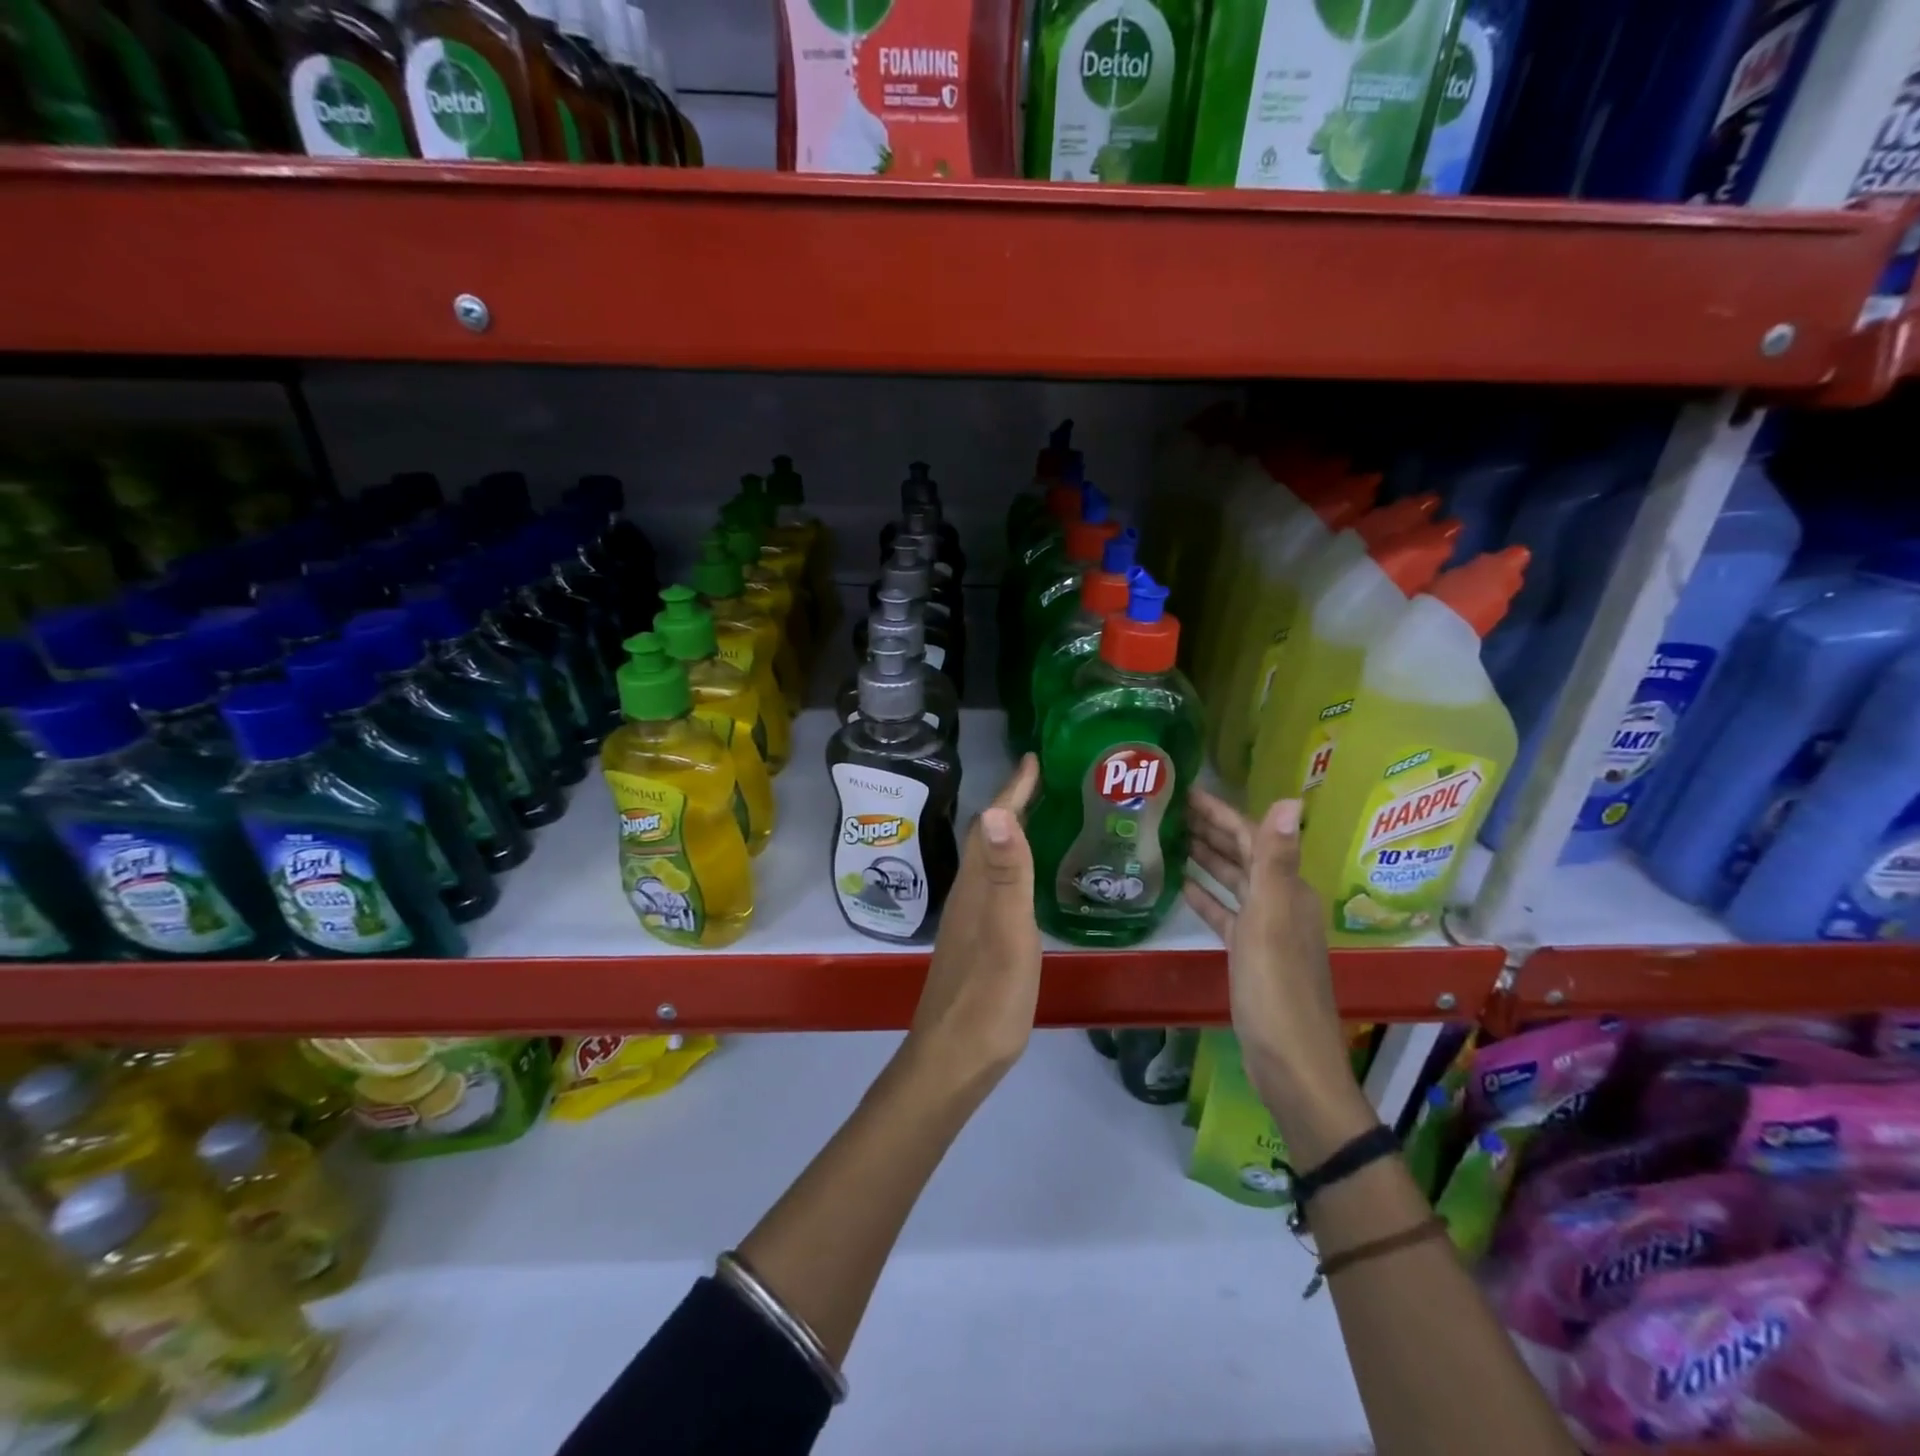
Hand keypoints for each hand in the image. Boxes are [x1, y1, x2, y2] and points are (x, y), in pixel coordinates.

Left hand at [905, 755, 1042, 1092]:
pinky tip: (1024, 880)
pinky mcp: (975, 942)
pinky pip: (993, 885)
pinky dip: (1010, 866)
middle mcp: (968, 895)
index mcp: (977, 887)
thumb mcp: (1008, 934)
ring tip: (1038, 817)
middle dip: (1011, 803)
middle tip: (1042, 782)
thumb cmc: (988, 998)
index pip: (993, 824)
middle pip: (988, 836)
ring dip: (1009, 833)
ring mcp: (969, 920)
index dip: (1012, 789)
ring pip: (988, 861)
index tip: (1032, 758)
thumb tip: (999, 809)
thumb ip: (1008, 875)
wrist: (954, 1059)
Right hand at [1183, 792, 1365, 1139]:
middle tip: (1168, 810)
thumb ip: (1275, 860)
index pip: (1252, 836)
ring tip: (1170, 839)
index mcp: (1287, 890)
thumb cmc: (1276, 988)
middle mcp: (1281, 903)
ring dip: (1207, 859)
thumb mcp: (1272, 919)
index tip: (1185, 791)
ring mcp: (1266, 931)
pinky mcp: (1250, 956)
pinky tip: (1182, 887)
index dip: (1220, 812)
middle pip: (1243, 855)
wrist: (1291, 1063)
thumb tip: (1289, 799)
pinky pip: (1225, 915)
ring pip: (1233, 883)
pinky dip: (1206, 898)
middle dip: (1210, 830)